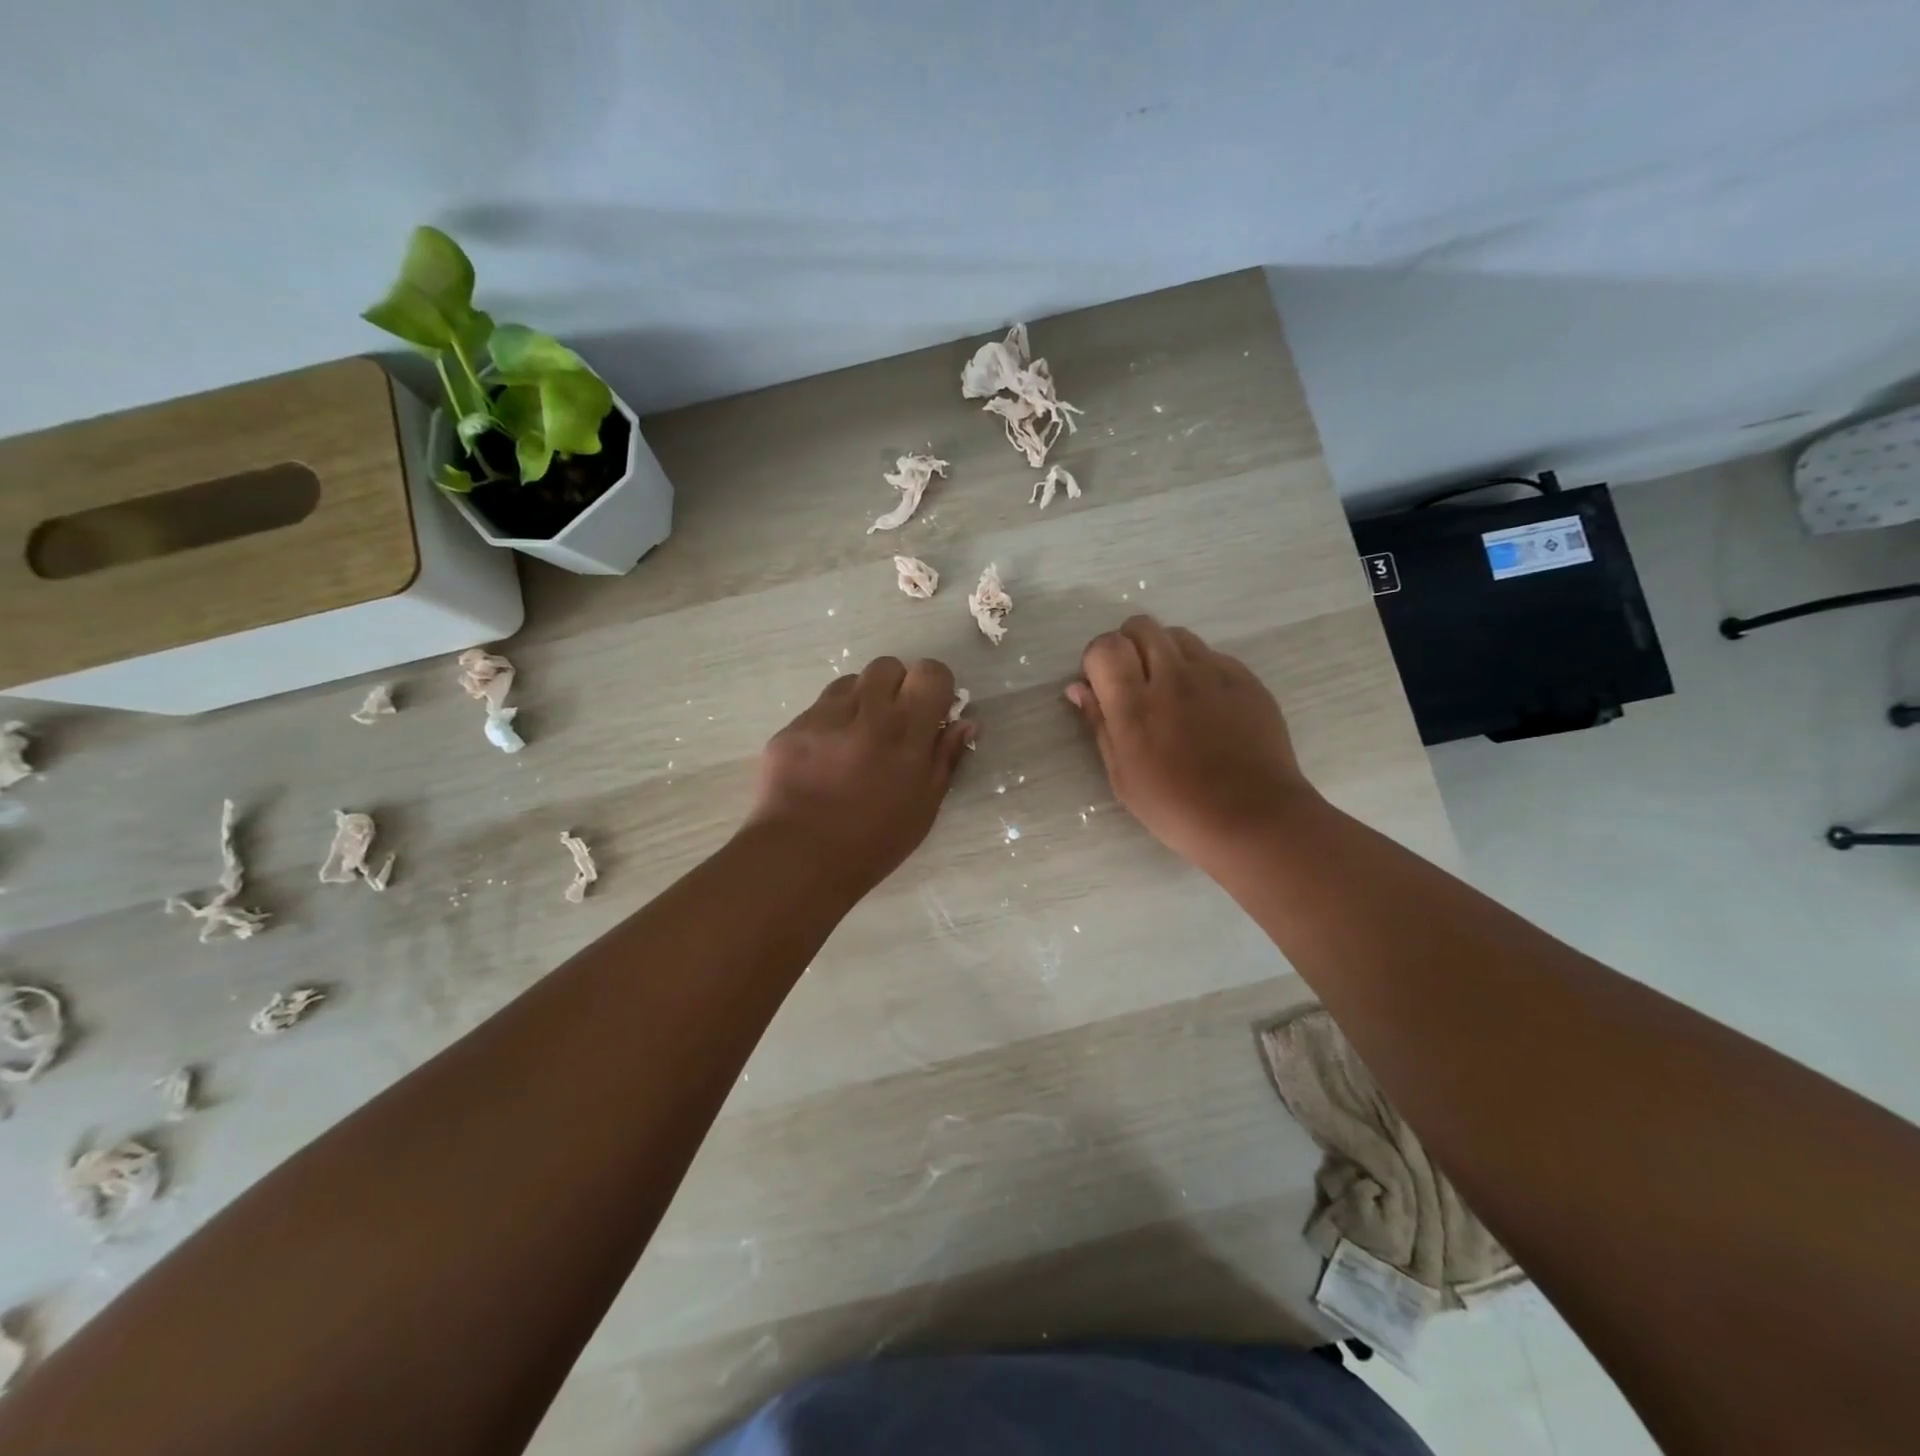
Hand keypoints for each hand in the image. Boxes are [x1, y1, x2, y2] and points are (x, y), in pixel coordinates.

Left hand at [746, 656, 974, 893]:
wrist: (799, 858)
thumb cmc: (874, 841)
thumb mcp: (924, 806)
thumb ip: (945, 757)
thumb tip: (964, 722)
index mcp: (905, 731)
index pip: (930, 672)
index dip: (934, 686)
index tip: (931, 710)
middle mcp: (865, 712)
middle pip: (888, 666)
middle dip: (896, 686)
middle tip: (893, 723)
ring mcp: (823, 716)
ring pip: (851, 682)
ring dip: (862, 701)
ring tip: (857, 739)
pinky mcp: (791, 727)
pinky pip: (819, 708)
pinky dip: (830, 722)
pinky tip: (826, 758)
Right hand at [1066, 616, 1315, 872]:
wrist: (1254, 818)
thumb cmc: (1177, 808)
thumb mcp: (1122, 776)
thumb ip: (1099, 724)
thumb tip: (1079, 688)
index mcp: (1135, 705)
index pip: (1106, 646)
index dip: (1098, 659)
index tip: (1102, 684)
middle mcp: (1173, 677)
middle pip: (1141, 626)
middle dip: (1129, 645)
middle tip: (1134, 681)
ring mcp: (1214, 673)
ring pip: (1178, 636)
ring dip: (1164, 653)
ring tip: (1171, 692)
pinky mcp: (1246, 679)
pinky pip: (1213, 656)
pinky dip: (1199, 670)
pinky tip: (1207, 707)